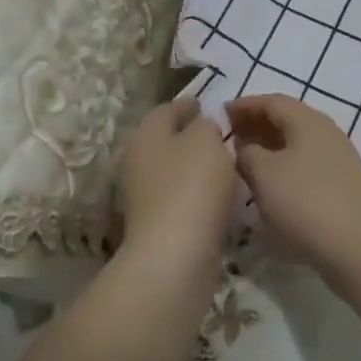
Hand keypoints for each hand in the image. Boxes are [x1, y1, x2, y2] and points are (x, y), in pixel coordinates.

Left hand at [116, 100, 236, 285]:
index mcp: (145, 134)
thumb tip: (202, 127)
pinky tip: (216, 196)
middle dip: (189, 136)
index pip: (167, 109)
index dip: (188, 104)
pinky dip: (194, 193)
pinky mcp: (154, 225)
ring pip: (172, 170)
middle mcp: (136, 161)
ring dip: (193, 167)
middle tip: (219, 135)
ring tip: (223, 165)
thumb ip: (206, 125)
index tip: (208, 105)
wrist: (174, 256)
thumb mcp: (206, 140)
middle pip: (165, 140)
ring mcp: (142, 196)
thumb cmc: (191, 186)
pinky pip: (178, 198)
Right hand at [226, 95, 360, 278]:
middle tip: (231, 136)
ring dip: (270, 147)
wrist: (358, 243)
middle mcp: (325, 132)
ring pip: (297, 143)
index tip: (221, 113)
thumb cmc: (304, 201)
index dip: (245, 105)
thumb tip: (246, 148)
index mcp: (307, 120)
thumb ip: (247, 154)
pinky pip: (306, 163)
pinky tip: (272, 184)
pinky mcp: (341, 184)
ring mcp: (337, 158)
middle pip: (287, 119)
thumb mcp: (264, 174)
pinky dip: (284, 165)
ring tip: (246, 160)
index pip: (272, 101)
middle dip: (257, 124)